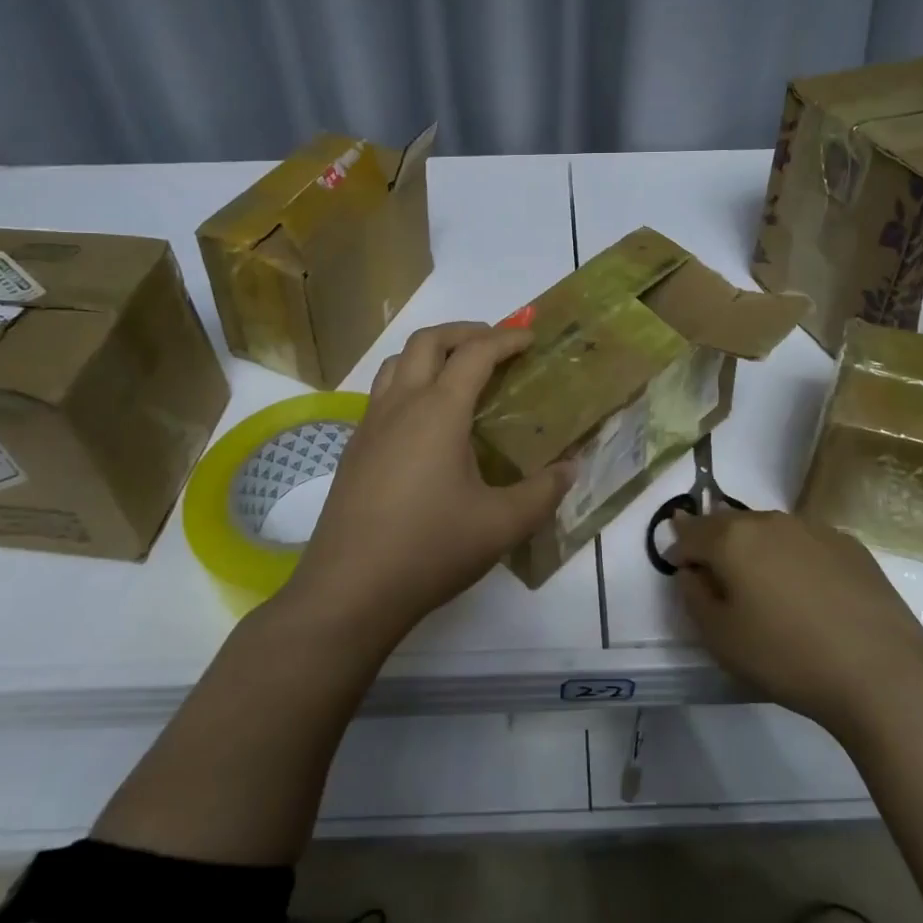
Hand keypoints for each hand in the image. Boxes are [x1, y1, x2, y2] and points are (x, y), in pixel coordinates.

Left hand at [290, 322, 574, 641]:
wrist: (350, 590)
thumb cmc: (430, 549)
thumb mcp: (501, 525)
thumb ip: (542, 493)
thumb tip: (571, 469)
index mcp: (439, 411)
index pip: (475, 353)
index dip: (506, 338)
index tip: (530, 338)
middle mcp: (400, 405)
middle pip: (428, 340)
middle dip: (464, 331)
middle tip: (494, 344)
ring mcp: (370, 425)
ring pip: (397, 362)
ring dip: (430, 352)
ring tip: (458, 372)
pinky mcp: (354, 449)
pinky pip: (382, 393)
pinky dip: (409, 382)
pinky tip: (425, 422)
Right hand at [671, 510, 922, 732]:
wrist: (882, 673)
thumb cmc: (787, 657)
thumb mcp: (720, 638)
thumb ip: (693, 597)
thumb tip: (692, 571)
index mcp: (732, 538)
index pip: (690, 531)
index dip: (679, 549)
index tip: (680, 570)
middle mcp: (770, 521)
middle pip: (729, 523)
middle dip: (716, 543)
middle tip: (718, 577)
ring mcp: (813, 529)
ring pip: (769, 530)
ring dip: (756, 548)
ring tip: (764, 585)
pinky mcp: (850, 545)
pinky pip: (805, 542)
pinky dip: (794, 557)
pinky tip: (808, 592)